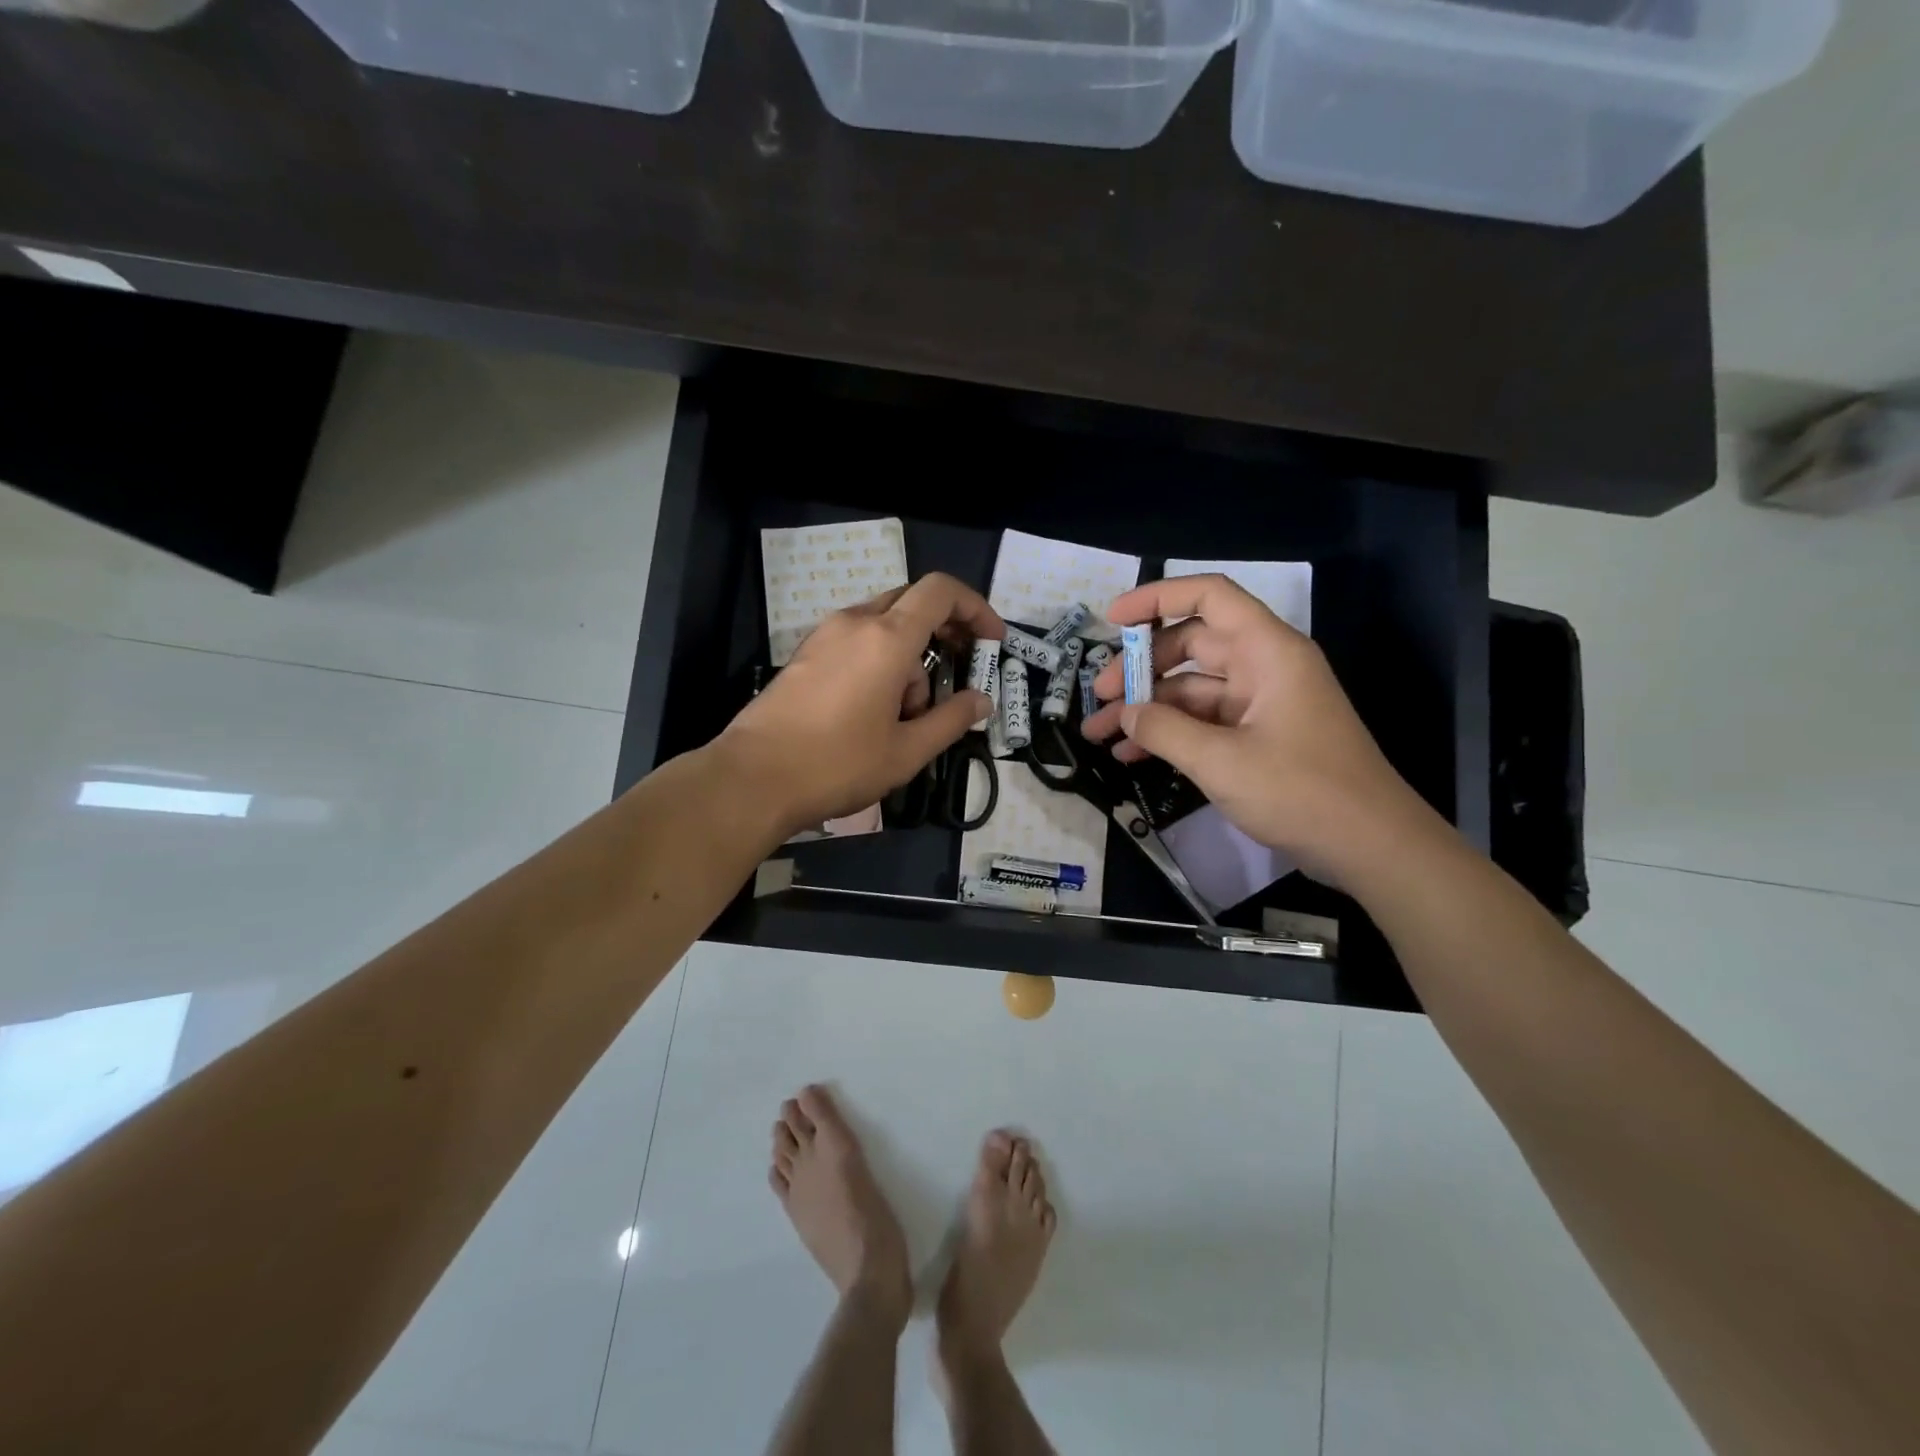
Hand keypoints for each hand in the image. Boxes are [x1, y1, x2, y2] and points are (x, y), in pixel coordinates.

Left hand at [718, 573, 1003, 837]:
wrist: (752, 779)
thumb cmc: (838, 764)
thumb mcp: (907, 751)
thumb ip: (951, 719)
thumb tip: (982, 700)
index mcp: (886, 637)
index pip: (940, 591)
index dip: (975, 608)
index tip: (992, 641)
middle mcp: (855, 623)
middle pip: (913, 604)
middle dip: (944, 633)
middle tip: (960, 674)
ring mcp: (825, 636)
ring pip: (884, 627)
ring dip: (910, 658)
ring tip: (909, 716)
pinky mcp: (806, 655)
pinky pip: (857, 642)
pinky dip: (880, 664)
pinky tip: (875, 712)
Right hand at [1081, 574, 1439, 879]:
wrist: (1371, 847)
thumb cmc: (1301, 792)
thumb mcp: (1221, 761)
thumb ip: (1164, 730)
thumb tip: (1124, 714)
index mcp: (1267, 651)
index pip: (1208, 597)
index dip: (1156, 599)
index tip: (1111, 620)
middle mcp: (1263, 666)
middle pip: (1190, 644)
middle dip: (1140, 667)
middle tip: (1098, 696)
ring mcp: (1260, 703)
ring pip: (1190, 688)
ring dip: (1146, 708)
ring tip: (1098, 734)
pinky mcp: (1257, 737)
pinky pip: (1203, 722)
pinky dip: (1168, 734)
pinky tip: (1131, 755)